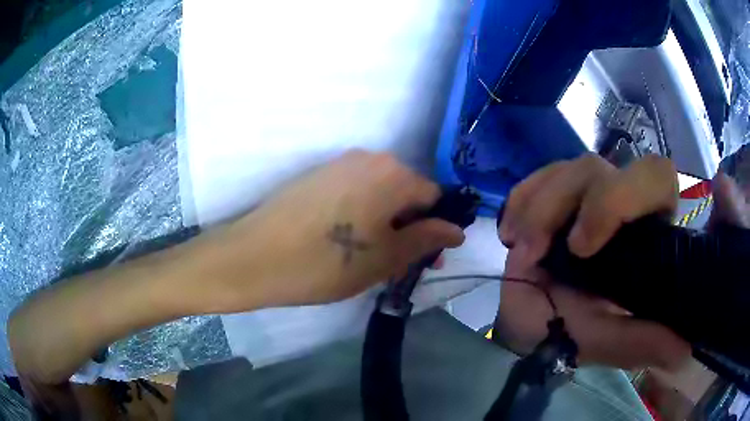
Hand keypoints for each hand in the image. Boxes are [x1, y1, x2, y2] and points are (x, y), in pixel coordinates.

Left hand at [192, 150, 464, 311]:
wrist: (254, 257)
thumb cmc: (325, 263)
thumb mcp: (385, 259)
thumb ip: (426, 240)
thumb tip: (457, 231)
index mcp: (393, 174)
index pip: (434, 197)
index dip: (434, 229)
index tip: (424, 259)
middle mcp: (369, 158)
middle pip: (406, 193)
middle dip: (409, 227)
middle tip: (397, 263)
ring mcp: (339, 164)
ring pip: (379, 194)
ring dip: (385, 222)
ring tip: (369, 256)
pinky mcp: (317, 175)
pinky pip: (354, 192)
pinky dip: (361, 214)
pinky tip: (343, 240)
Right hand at [493, 154, 740, 370]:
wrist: (531, 325)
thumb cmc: (572, 334)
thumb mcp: (611, 344)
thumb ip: (645, 342)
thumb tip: (685, 346)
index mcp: (647, 232)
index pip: (657, 178)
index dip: (623, 197)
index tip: (583, 247)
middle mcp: (622, 204)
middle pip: (610, 165)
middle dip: (579, 201)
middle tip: (551, 247)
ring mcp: (585, 195)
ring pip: (573, 168)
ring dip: (540, 209)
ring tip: (522, 251)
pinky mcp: (553, 194)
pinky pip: (539, 176)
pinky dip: (522, 199)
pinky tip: (511, 231)